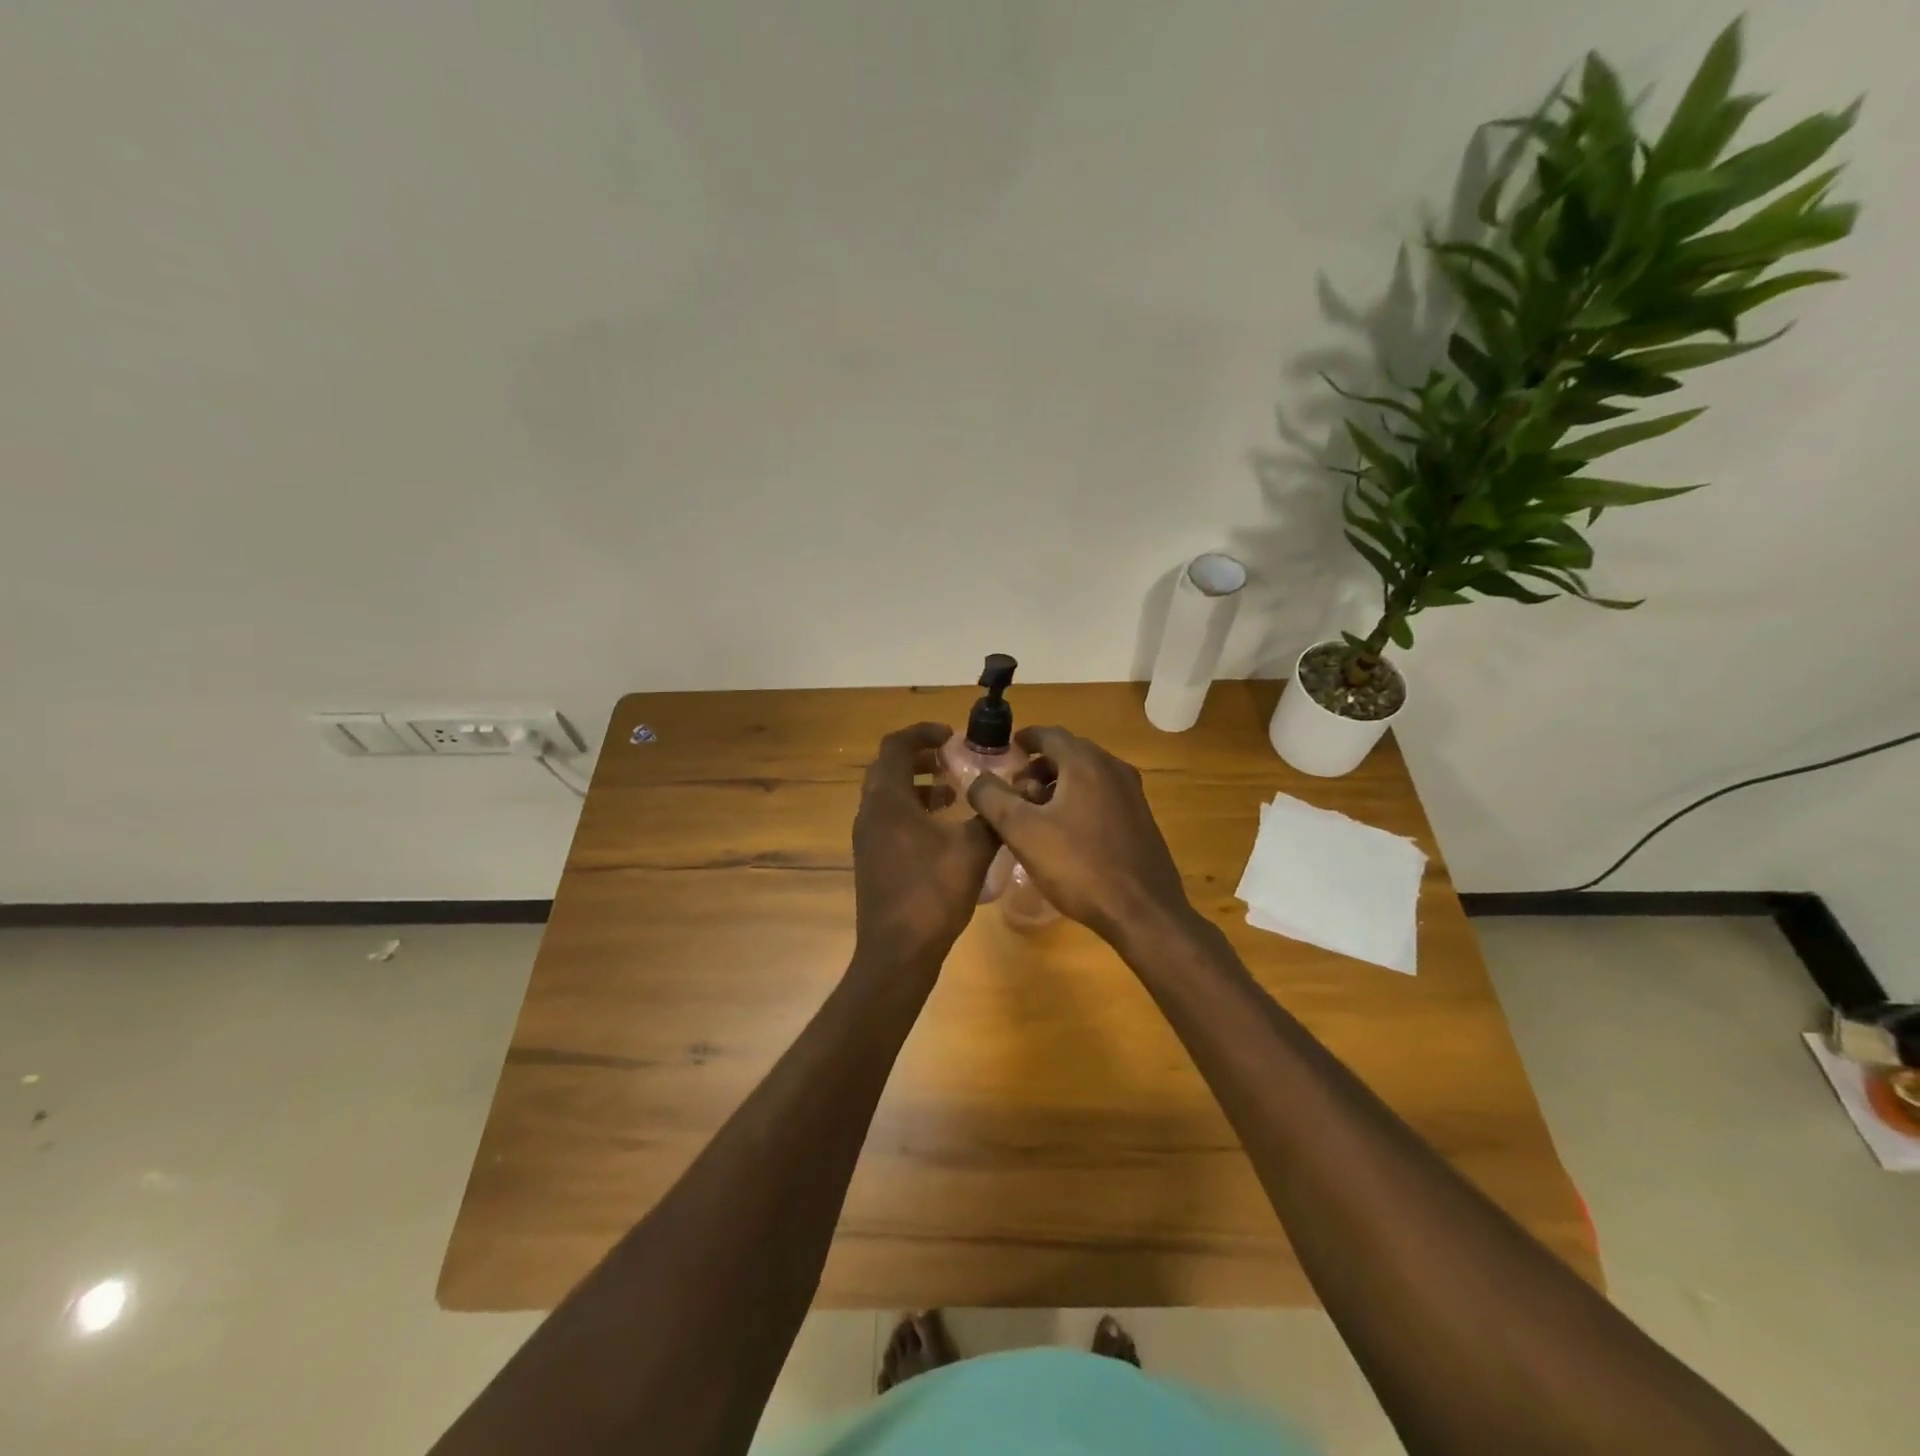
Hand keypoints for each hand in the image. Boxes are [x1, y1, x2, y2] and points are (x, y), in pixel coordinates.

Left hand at [851, 723, 1000, 973]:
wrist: (897, 953)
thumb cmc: (932, 894)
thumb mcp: (972, 850)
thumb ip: (991, 816)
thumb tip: (1010, 795)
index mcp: (888, 801)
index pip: (896, 746)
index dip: (923, 733)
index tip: (952, 736)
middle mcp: (870, 813)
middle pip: (889, 768)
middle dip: (921, 757)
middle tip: (953, 759)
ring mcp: (867, 838)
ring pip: (888, 795)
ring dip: (918, 785)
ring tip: (953, 792)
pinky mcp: (872, 859)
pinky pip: (889, 818)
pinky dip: (913, 810)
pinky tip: (943, 830)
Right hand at [966, 726, 1192, 944]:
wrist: (1142, 911)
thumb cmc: (1078, 866)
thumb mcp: (1022, 832)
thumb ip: (993, 799)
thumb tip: (977, 778)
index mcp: (1086, 764)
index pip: (1050, 734)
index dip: (1025, 739)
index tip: (1008, 751)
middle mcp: (1113, 769)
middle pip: (1070, 752)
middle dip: (1040, 765)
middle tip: (1016, 789)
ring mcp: (1133, 794)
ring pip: (1088, 775)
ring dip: (1059, 783)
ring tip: (1036, 812)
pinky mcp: (1141, 819)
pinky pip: (1103, 794)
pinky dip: (1080, 798)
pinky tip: (1066, 831)